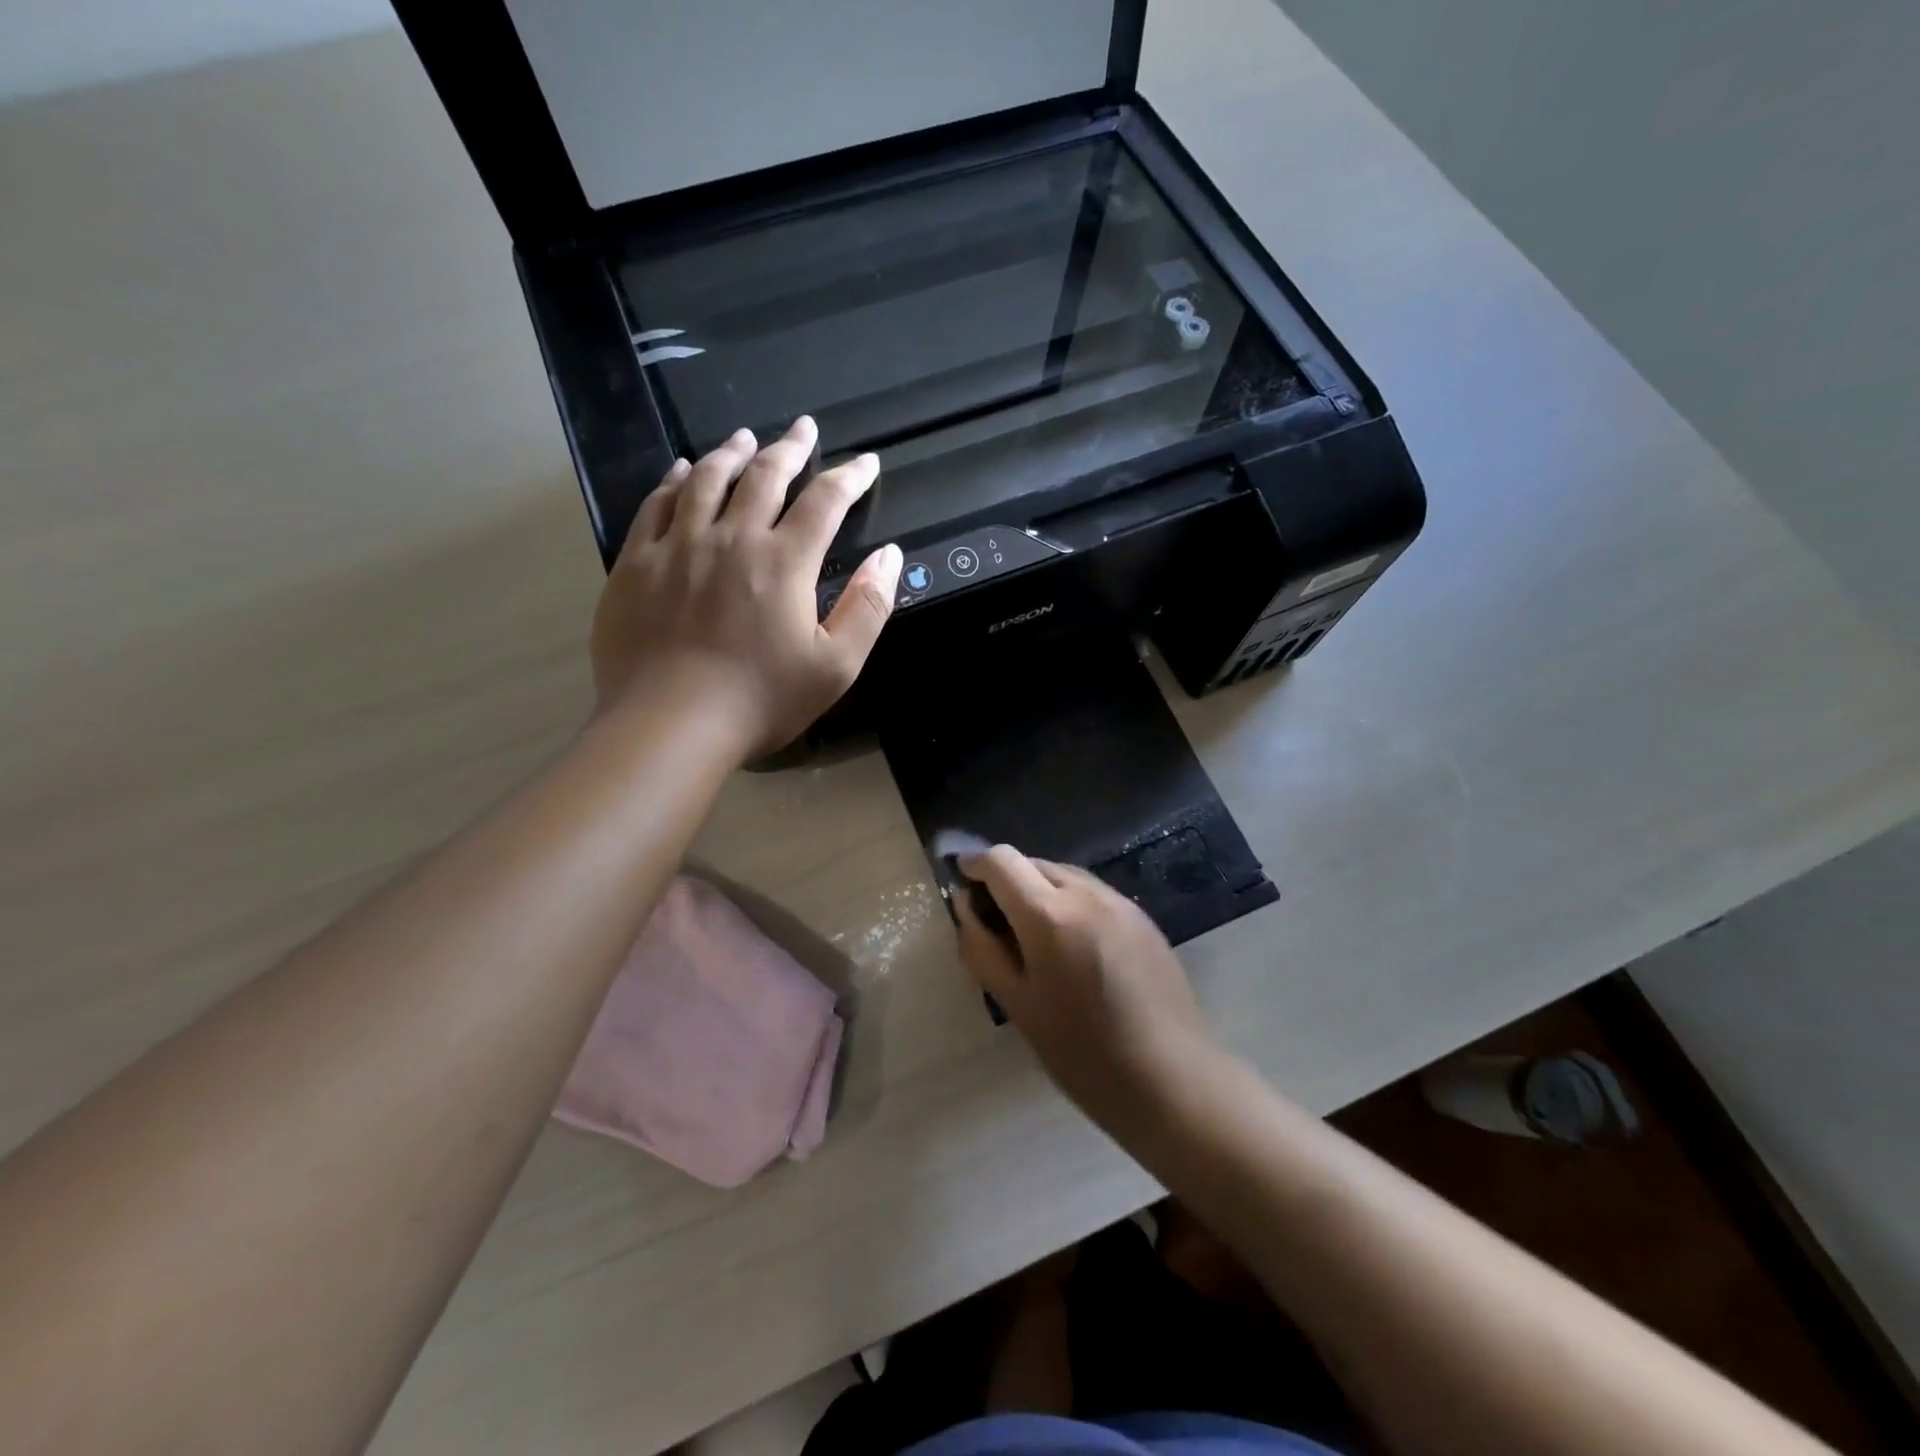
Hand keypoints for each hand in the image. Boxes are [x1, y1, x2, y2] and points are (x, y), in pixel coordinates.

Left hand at [590, 417, 902, 756]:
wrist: (671, 724)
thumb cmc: (761, 700)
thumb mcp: (836, 665)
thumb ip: (868, 607)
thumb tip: (891, 556)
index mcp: (785, 562)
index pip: (825, 502)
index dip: (849, 477)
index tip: (865, 462)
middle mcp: (732, 538)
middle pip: (764, 477)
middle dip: (789, 448)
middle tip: (802, 427)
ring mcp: (678, 546)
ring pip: (707, 480)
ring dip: (732, 453)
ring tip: (745, 437)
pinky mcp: (637, 563)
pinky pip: (655, 505)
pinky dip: (673, 480)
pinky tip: (681, 470)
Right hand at [955, 846, 1216, 1121]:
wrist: (1171, 1080)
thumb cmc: (1082, 1052)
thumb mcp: (1017, 1004)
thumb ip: (983, 948)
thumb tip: (966, 906)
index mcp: (1049, 915)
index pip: (1002, 860)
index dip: (976, 864)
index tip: (963, 882)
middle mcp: (1086, 893)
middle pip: (1034, 863)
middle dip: (1008, 880)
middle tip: (996, 922)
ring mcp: (1120, 902)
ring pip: (1065, 875)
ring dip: (1040, 890)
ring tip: (1036, 938)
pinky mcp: (1143, 918)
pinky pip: (1093, 894)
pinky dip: (1070, 904)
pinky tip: (1074, 948)